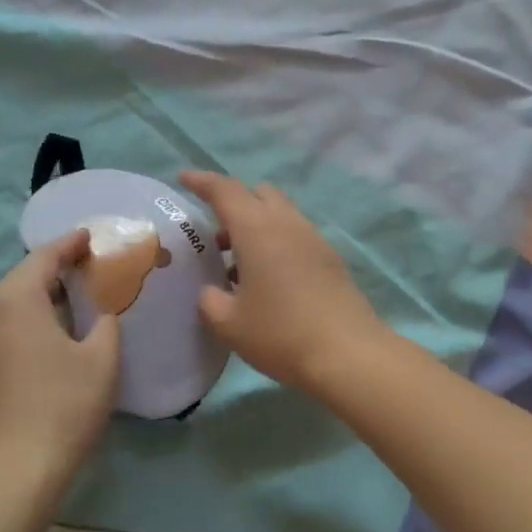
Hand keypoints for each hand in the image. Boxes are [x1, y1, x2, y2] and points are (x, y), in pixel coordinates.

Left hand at [0, 232, 120, 497]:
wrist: (5, 479)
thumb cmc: (61, 408)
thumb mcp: (101, 361)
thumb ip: (104, 325)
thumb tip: (97, 317)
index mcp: (14, 302)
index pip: (42, 258)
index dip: (68, 244)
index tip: (88, 237)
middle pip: (19, 283)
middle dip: (51, 274)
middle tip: (84, 273)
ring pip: (5, 313)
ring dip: (35, 305)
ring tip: (66, 310)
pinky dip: (21, 331)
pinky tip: (42, 350)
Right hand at [179, 171, 389, 393]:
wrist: (347, 353)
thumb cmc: (280, 333)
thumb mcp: (229, 324)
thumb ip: (210, 300)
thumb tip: (211, 291)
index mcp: (258, 229)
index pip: (226, 190)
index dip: (202, 181)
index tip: (184, 178)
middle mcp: (288, 224)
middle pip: (259, 194)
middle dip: (235, 203)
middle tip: (215, 235)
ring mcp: (314, 239)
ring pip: (281, 214)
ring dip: (257, 226)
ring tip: (237, 266)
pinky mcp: (331, 259)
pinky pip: (297, 235)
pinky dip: (277, 243)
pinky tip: (268, 280)